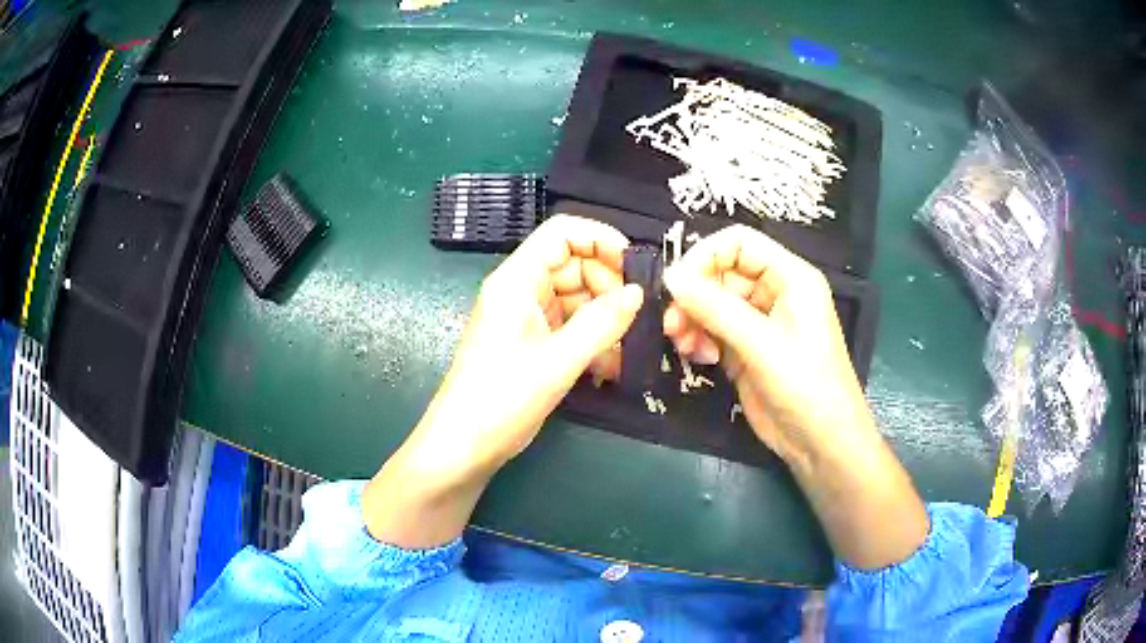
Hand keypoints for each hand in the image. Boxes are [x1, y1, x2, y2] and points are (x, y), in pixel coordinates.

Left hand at [364, 215, 642, 547]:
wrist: (464, 447)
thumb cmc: (501, 399)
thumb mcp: (557, 361)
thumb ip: (601, 323)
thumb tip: (637, 292)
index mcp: (516, 280)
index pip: (562, 233)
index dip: (601, 239)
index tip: (636, 266)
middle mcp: (521, 291)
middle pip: (574, 264)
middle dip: (609, 284)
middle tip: (637, 315)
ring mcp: (526, 318)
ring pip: (577, 298)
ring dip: (604, 317)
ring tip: (628, 345)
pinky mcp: (532, 343)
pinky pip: (570, 326)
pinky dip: (592, 339)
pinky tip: (611, 366)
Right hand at [661, 224, 867, 470]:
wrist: (820, 443)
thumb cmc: (805, 386)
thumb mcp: (761, 344)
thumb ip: (715, 308)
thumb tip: (669, 277)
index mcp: (790, 277)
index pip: (739, 243)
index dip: (705, 256)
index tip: (676, 284)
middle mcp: (774, 292)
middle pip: (721, 273)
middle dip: (694, 296)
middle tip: (672, 325)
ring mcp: (759, 322)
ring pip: (712, 303)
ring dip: (692, 320)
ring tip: (684, 346)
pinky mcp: (746, 349)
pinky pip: (713, 330)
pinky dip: (699, 339)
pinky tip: (700, 359)